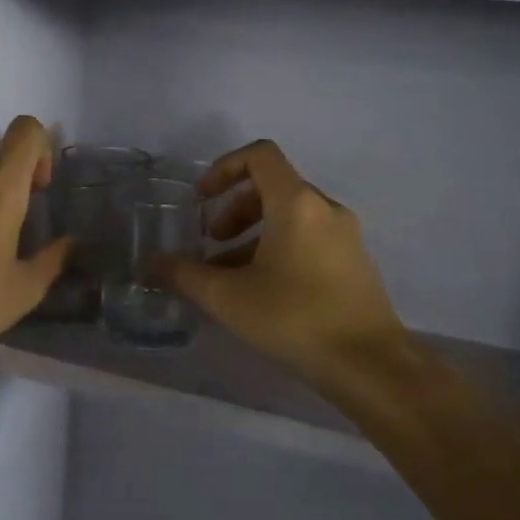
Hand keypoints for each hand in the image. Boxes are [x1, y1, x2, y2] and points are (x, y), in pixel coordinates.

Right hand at [166, 140, 409, 389]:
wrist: (368, 363)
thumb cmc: (294, 318)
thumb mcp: (228, 297)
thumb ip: (185, 274)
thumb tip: (152, 263)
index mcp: (296, 203)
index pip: (260, 155)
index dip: (224, 168)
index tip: (202, 199)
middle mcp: (325, 208)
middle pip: (273, 186)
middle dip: (235, 208)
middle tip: (212, 241)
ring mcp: (345, 235)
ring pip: (291, 215)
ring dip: (254, 232)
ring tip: (230, 273)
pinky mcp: (354, 261)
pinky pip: (309, 237)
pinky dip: (280, 247)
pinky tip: (263, 289)